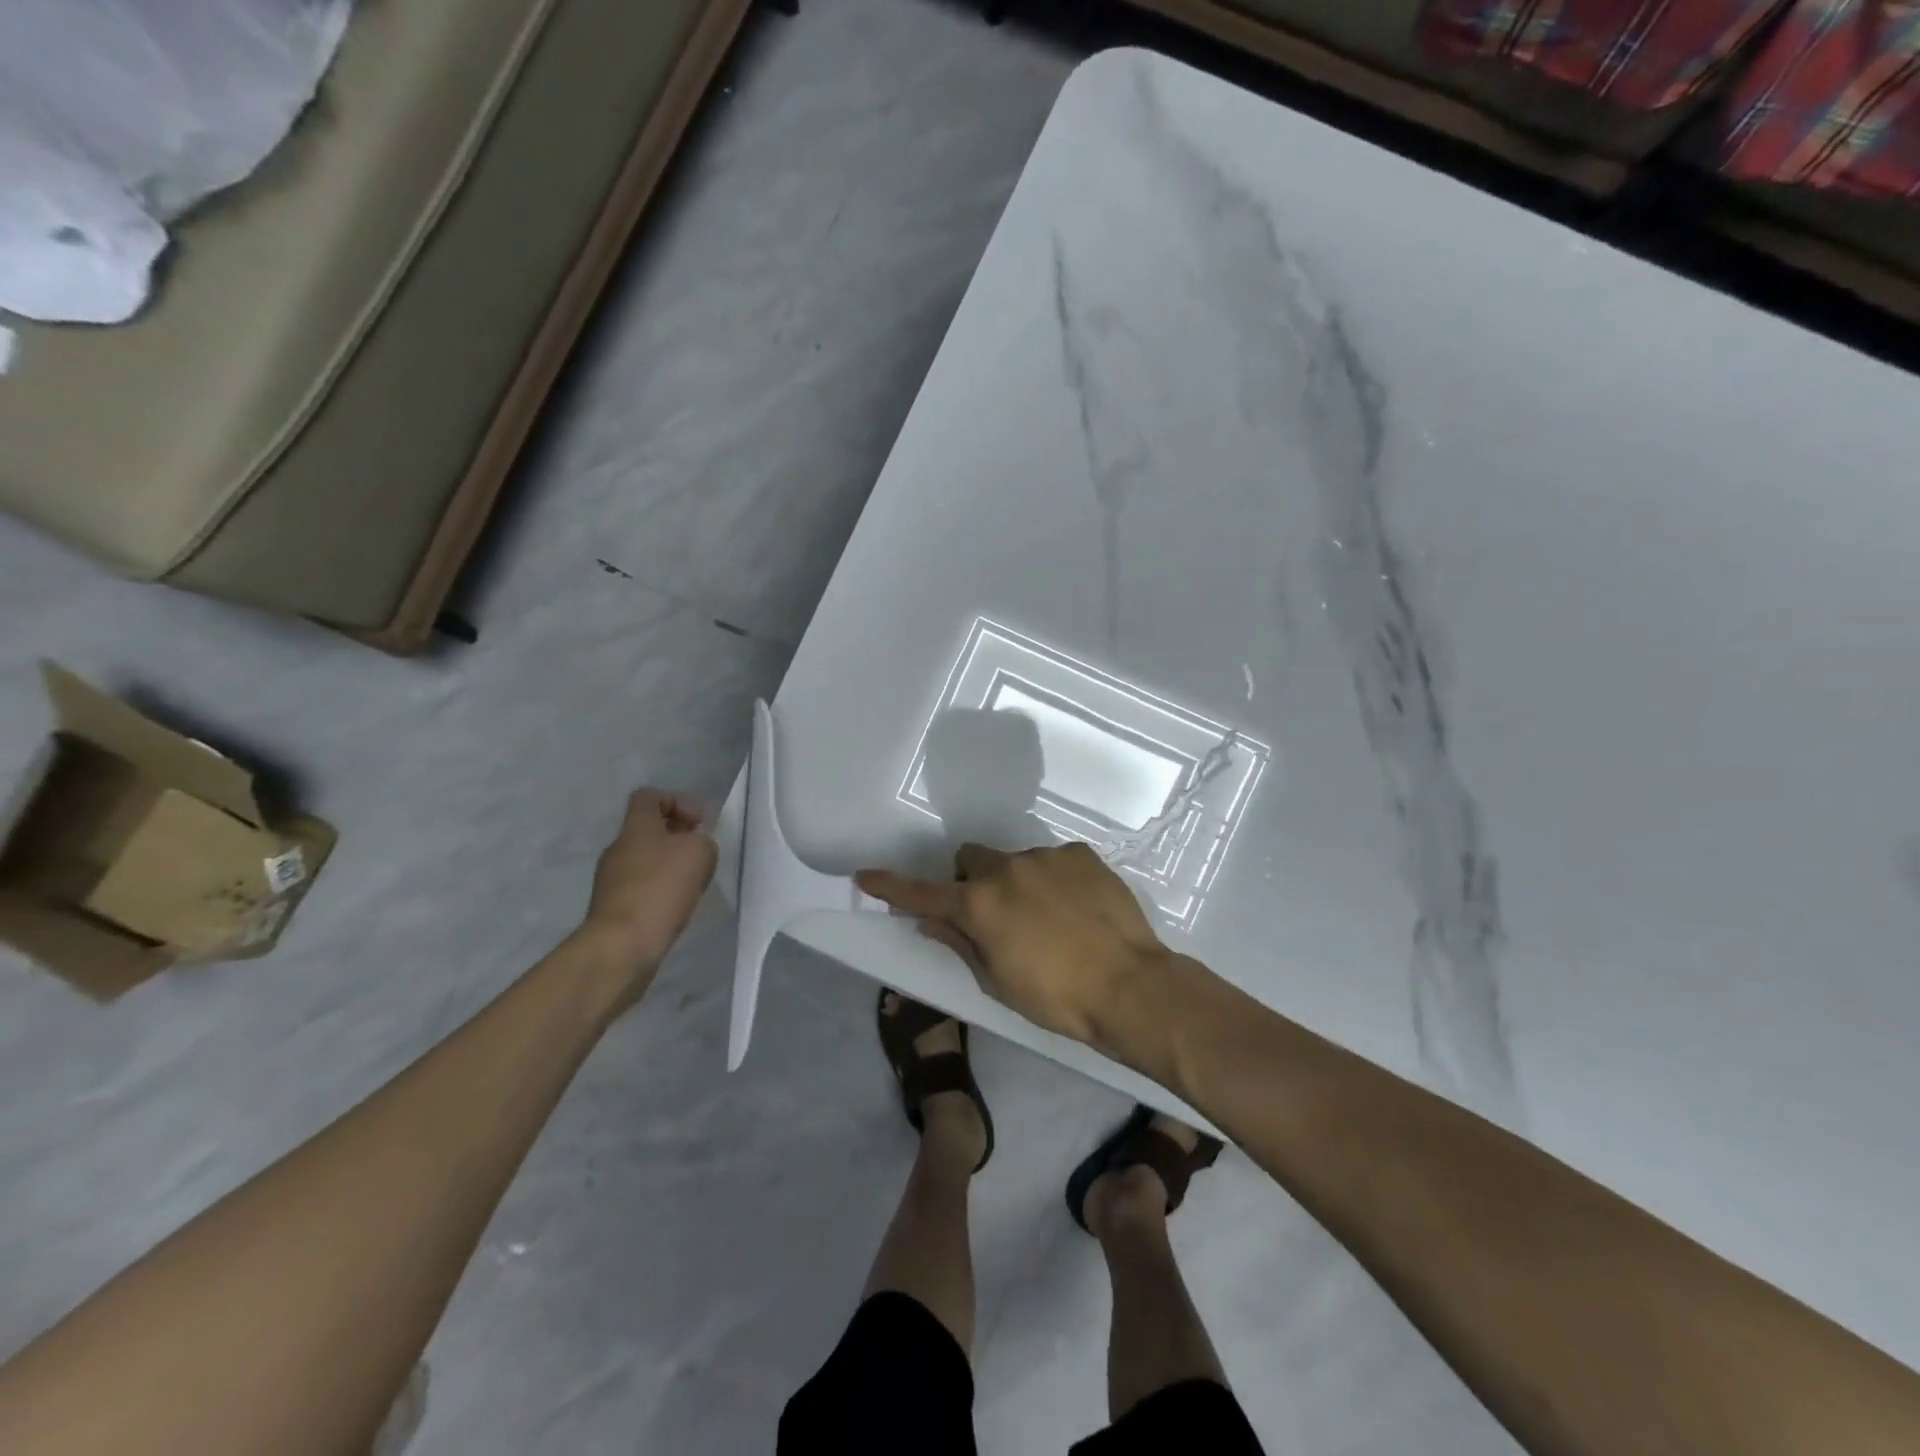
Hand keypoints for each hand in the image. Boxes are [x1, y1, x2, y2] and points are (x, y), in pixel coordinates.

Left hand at [577, 790, 717, 997]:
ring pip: (646, 860)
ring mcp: (611, 879)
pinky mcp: (613, 908)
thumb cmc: (662, 886)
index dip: (677, 802)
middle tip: (701, 855)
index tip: (699, 824)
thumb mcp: (700, 852)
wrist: (623, 944)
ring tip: (693, 885)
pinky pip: (642, 888)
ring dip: (671, 867)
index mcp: (636, 826)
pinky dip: (661, 891)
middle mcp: (618, 847)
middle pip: (648, 830)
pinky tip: (676, 906)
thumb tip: (694, 849)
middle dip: (678, 838)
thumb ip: (702, 842)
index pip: (649, 796)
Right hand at [856, 841, 1171, 1048]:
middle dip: (971, 880)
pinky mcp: (1080, 854)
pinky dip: (1053, 879)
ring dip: (1017, 882)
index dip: (892, 887)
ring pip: (1015, 860)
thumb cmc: (1058, 999)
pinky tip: (1076, 908)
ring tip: (1049, 918)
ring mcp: (1046, 857)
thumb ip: (961, 945)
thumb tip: (931, 923)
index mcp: (979, 905)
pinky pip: (1053, 860)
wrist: (1132, 986)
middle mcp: (1006, 870)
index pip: (923, 894)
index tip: (865, 877)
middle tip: (991, 913)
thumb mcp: (998, 982)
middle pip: (971, 859)